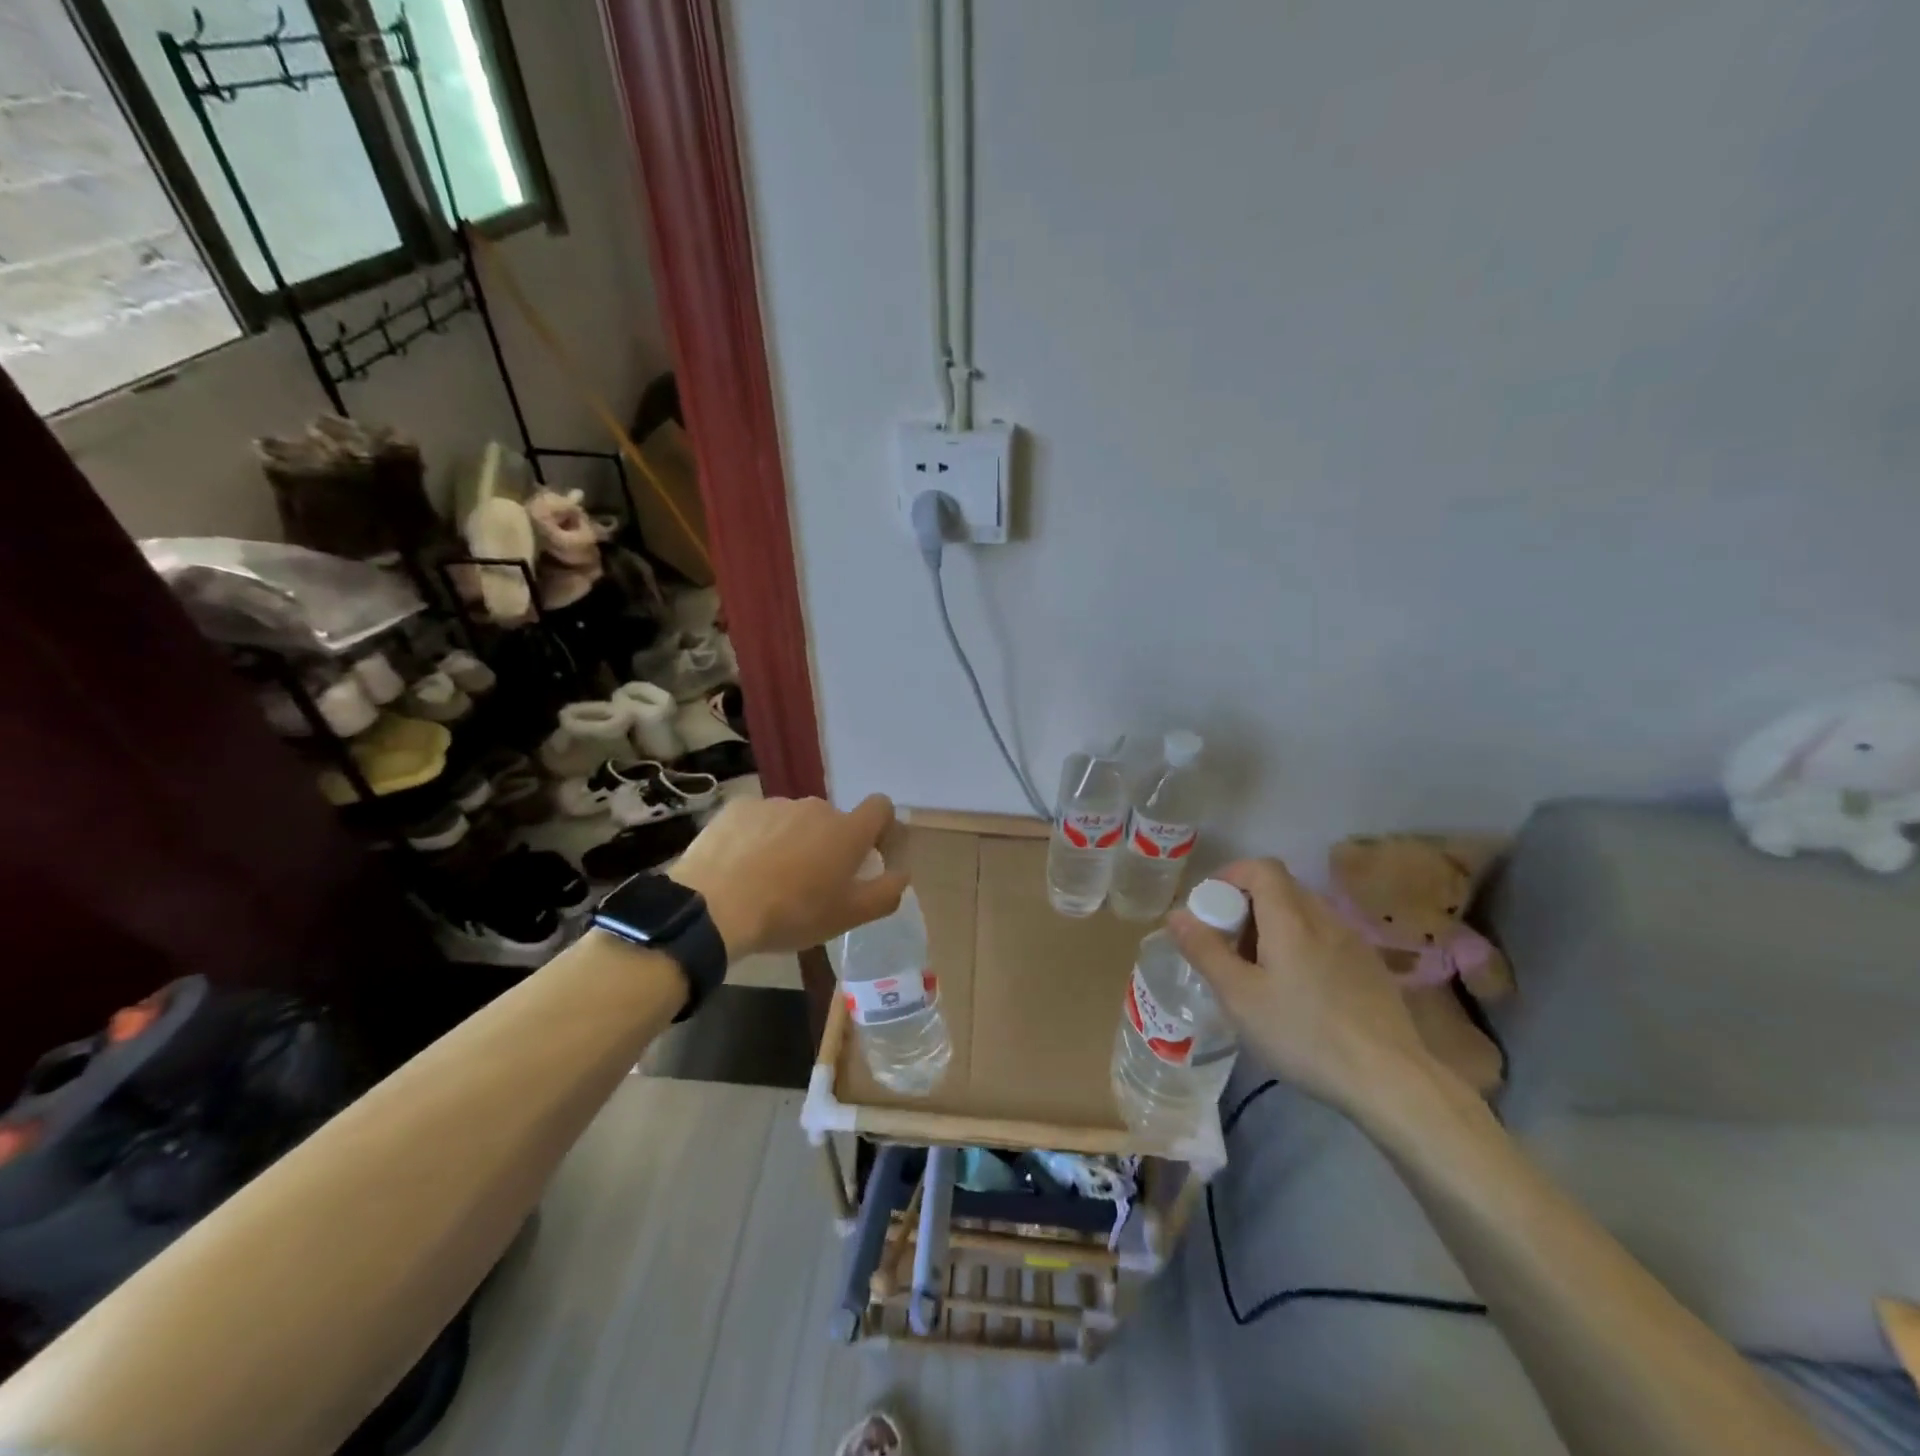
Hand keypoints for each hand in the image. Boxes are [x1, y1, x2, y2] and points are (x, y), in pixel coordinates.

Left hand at [669, 794, 908, 958]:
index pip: (881, 807)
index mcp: (847, 831)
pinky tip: (741, 866)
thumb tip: (902, 874)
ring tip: (769, 878)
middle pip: (832, 821)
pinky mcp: (738, 807)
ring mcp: (775, 804)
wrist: (714, 908)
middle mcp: (815, 808)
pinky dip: (758, 837)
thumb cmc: (791, 914)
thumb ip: (885, 894)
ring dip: (791, 841)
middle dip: (828, 845)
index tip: (869, 856)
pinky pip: (759, 819)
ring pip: (794, 821)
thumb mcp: (847, 917)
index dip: (880, 828)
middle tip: (810, 883)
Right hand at [1167, 857, 1448, 1116]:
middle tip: (1226, 947)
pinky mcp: (1371, 969)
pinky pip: (1325, 939)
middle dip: (1246, 906)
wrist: (1391, 1080)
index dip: (1230, 876)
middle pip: (1281, 889)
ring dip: (1273, 927)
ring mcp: (1353, 942)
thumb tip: (1176, 914)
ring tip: (1258, 972)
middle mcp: (1324, 918)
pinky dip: (1300, 947)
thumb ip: (1205, 950)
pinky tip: (1298, 992)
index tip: (1209, 908)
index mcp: (1291, 917)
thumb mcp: (1239, 996)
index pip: (1261, 867)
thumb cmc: (1304, 1033)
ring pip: (1304, 914)